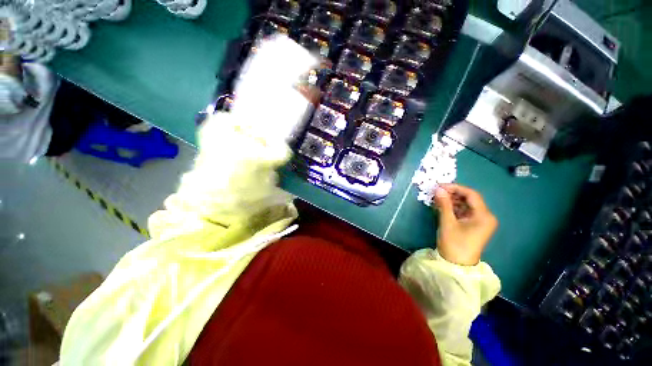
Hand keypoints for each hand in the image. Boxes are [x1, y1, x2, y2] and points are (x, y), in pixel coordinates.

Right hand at [433, 184, 497, 265]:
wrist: (457, 265)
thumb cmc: (454, 244)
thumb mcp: (448, 222)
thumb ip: (444, 204)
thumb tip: (438, 189)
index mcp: (484, 216)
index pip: (471, 195)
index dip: (455, 188)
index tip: (439, 186)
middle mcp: (485, 216)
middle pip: (469, 199)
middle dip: (452, 194)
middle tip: (437, 192)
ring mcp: (480, 221)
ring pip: (465, 205)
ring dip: (452, 200)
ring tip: (437, 199)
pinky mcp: (474, 225)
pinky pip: (464, 211)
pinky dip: (453, 208)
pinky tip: (442, 206)